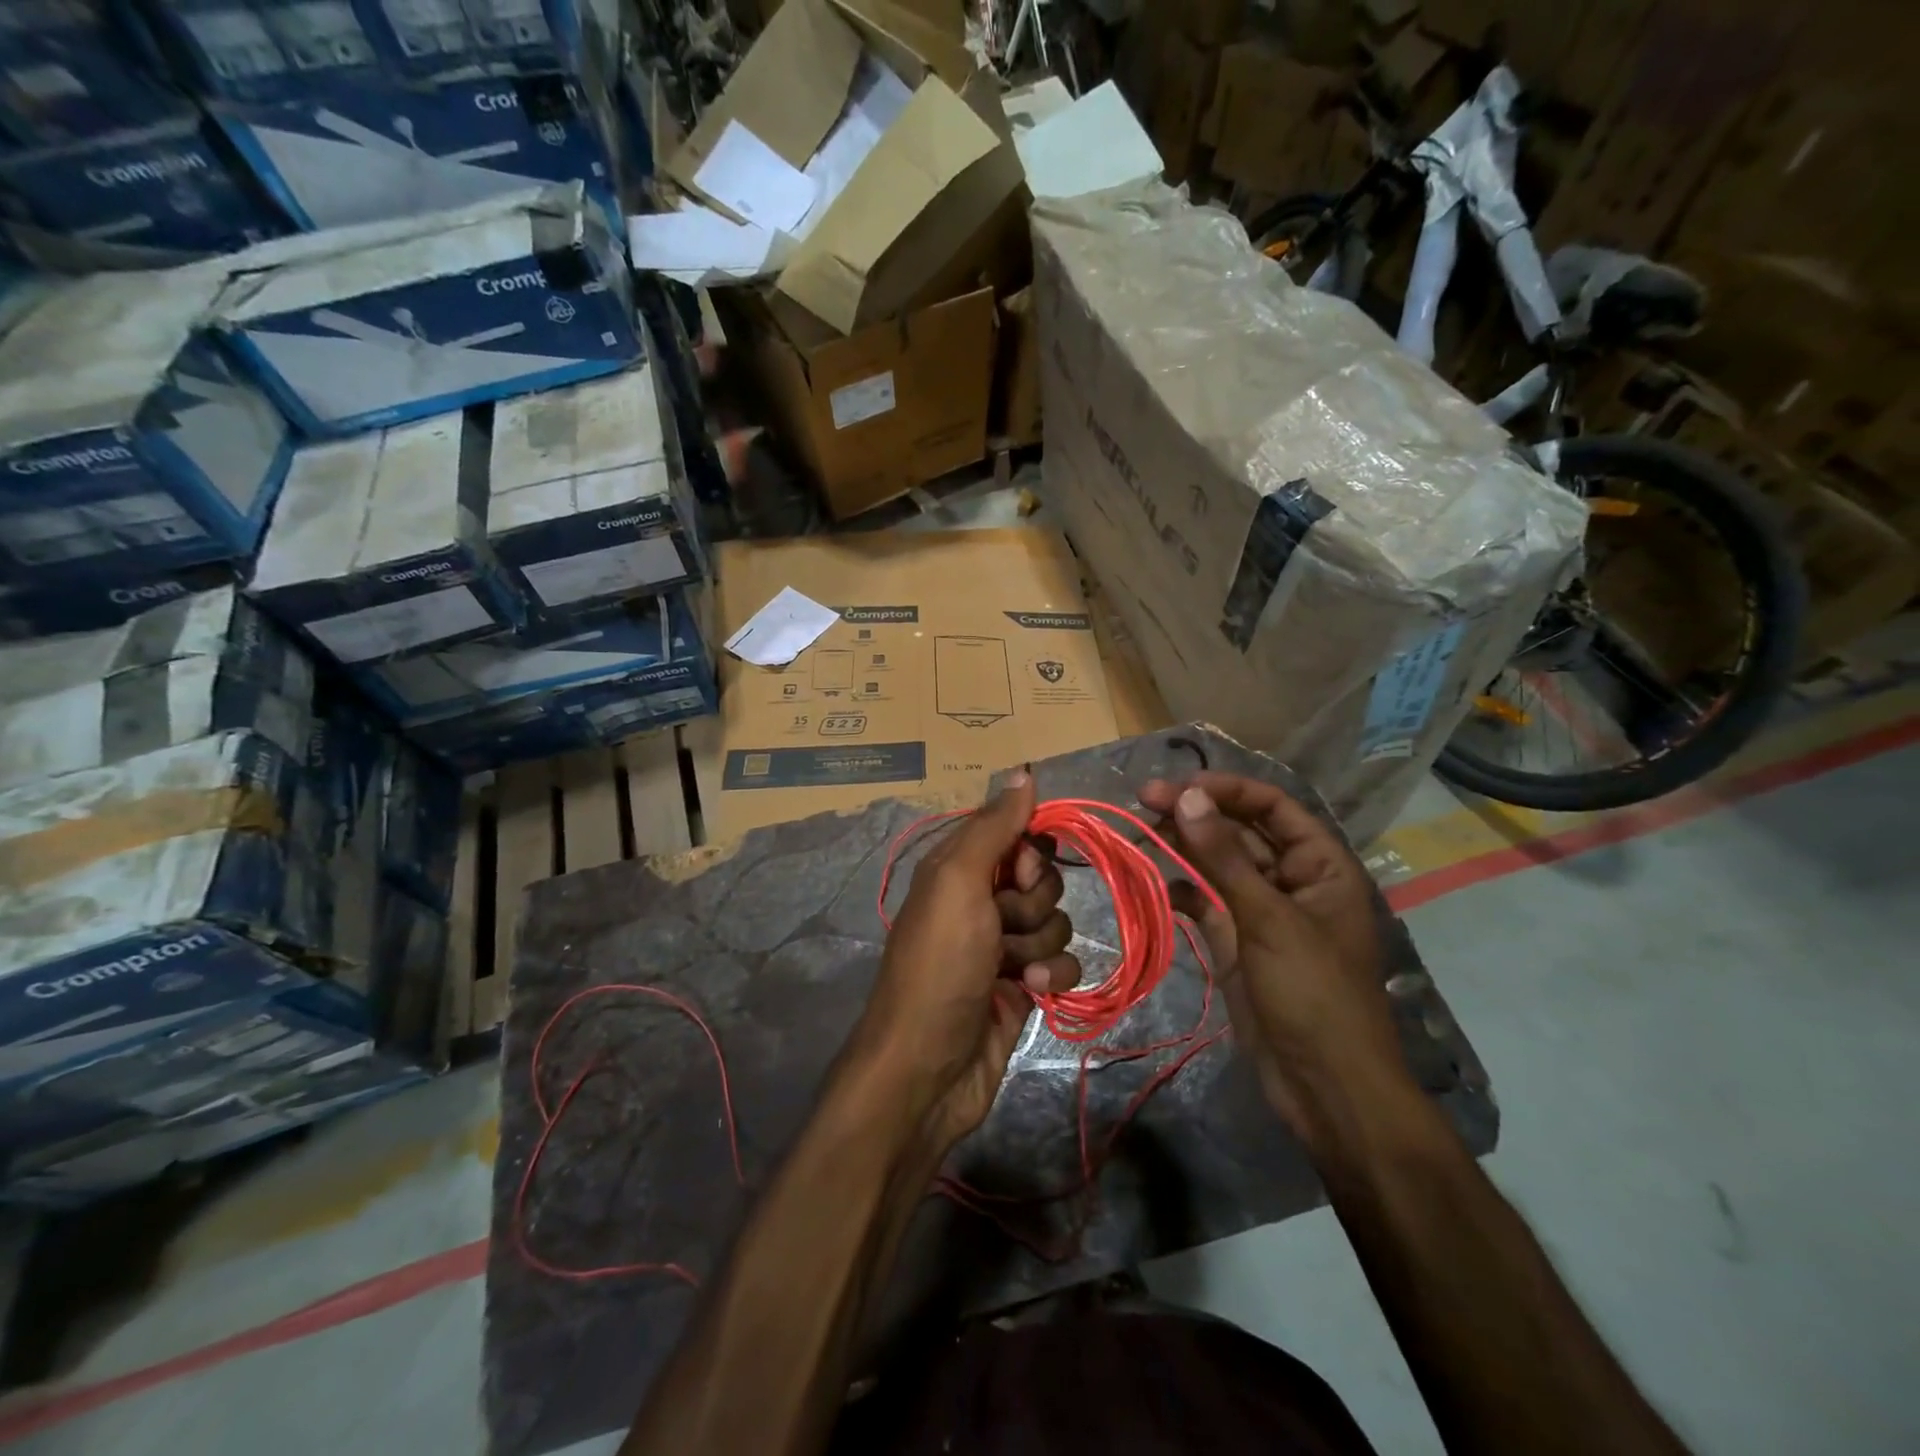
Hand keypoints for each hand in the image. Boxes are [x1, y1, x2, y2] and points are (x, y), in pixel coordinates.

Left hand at [857, 771, 1080, 1153]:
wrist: (928, 1069)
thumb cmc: (941, 966)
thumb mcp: (959, 883)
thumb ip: (994, 827)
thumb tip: (1023, 769)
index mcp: (957, 867)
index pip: (1012, 830)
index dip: (1028, 849)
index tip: (1020, 872)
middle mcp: (978, 900)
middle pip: (1039, 876)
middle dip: (1033, 901)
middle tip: (1004, 924)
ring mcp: (1001, 944)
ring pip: (1055, 919)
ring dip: (1040, 942)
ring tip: (1013, 969)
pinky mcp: (1023, 984)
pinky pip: (1062, 961)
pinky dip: (1053, 975)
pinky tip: (1032, 992)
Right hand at [1139, 773, 1405, 1139]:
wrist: (1324, 1086)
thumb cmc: (1313, 994)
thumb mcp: (1269, 919)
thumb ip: (1224, 857)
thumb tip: (1188, 797)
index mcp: (1320, 865)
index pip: (1272, 806)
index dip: (1226, 789)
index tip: (1177, 786)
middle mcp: (1291, 880)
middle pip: (1240, 831)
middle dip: (1196, 814)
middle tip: (1143, 801)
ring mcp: (1262, 912)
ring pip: (1218, 865)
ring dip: (1183, 847)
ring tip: (1141, 832)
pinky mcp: (1237, 941)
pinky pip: (1206, 902)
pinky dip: (1182, 890)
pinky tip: (1158, 884)